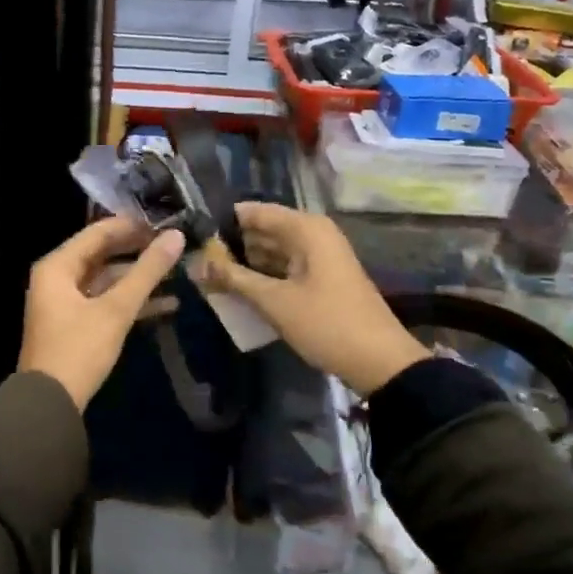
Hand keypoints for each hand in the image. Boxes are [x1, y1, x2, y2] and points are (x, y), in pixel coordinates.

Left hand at [19, 218, 186, 408]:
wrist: (50, 403)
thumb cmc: (79, 349)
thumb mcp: (116, 309)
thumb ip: (147, 272)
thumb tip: (176, 237)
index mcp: (57, 266)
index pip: (98, 233)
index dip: (132, 226)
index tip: (165, 223)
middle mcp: (57, 278)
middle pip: (102, 254)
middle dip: (138, 252)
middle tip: (173, 245)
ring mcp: (64, 303)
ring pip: (106, 280)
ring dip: (138, 279)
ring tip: (177, 273)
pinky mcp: (75, 325)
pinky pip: (105, 302)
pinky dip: (130, 302)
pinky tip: (167, 305)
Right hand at [196, 203, 427, 396]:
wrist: (380, 362)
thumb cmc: (326, 323)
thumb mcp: (274, 302)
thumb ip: (233, 278)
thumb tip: (196, 263)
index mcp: (306, 228)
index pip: (253, 212)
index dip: (222, 223)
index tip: (192, 237)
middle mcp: (312, 234)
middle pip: (262, 230)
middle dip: (230, 246)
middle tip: (194, 262)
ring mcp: (318, 257)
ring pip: (271, 251)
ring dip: (243, 264)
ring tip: (207, 277)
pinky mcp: (319, 279)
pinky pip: (282, 268)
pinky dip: (261, 277)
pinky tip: (236, 290)